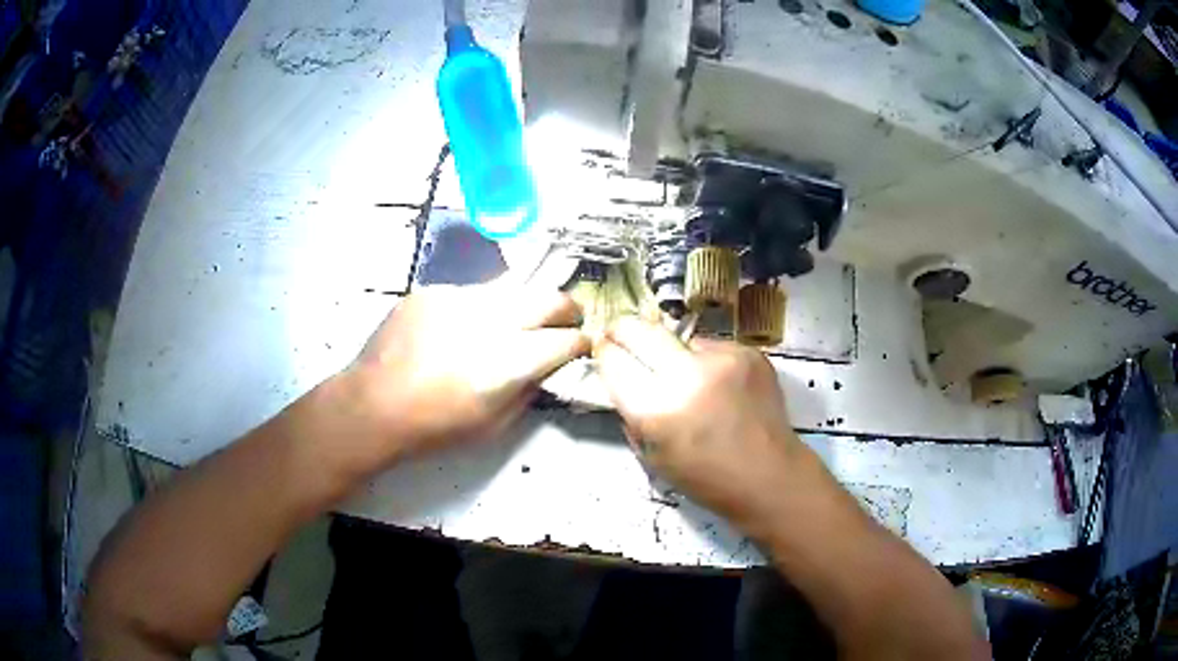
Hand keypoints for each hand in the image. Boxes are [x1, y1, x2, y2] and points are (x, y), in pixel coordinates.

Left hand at [338, 284, 588, 467]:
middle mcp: (489, 319)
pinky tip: (463, 329)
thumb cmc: (433, 426)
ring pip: (511, 289)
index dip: (581, 341)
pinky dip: (480, 308)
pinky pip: (471, 293)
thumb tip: (545, 368)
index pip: (564, 339)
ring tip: (514, 324)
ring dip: (523, 305)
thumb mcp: (492, 426)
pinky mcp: (433, 291)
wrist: (373, 404)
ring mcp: (458, 298)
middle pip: (548, 297)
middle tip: (568, 319)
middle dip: (567, 308)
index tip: (583, 344)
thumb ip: (527, 391)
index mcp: (508, 361)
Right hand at [595, 316, 802, 522]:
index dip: (604, 353)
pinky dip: (706, 362)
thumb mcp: (652, 455)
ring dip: (673, 354)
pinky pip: (711, 347)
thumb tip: (622, 378)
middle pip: (639, 330)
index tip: (604, 350)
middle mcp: (687, 376)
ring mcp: (722, 359)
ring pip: (678, 339)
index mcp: (656, 410)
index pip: (614, 360)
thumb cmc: (705, 478)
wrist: (769, 476)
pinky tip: (720, 386)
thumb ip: (631, 413)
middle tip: (621, 335)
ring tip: (690, 380)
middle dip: (623, 330)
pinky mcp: (748, 352)